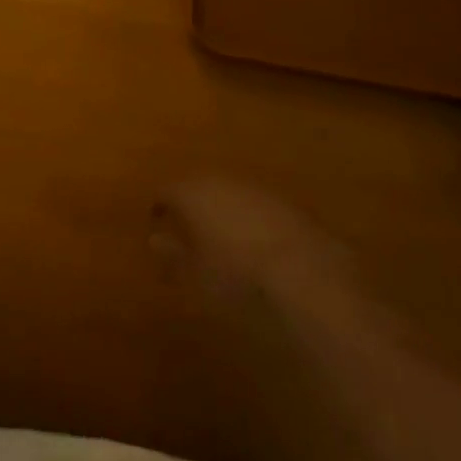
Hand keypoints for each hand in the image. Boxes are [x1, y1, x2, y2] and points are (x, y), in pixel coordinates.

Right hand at [152, 178, 360, 318]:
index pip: (166, 190)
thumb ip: (173, 256)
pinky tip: (257, 246)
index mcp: (192, 193)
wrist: (307, 277)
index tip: (155, 221)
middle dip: (192, 205)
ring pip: (230, 195)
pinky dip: (251, 222)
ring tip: (223, 239)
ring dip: (223, 211)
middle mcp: (221, 181)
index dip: (159, 206)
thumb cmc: (238, 279)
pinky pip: (257, 208)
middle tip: (188, 230)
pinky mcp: (286, 205)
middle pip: (198, 187)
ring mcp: (256, 190)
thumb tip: (154, 240)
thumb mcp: (197, 277)